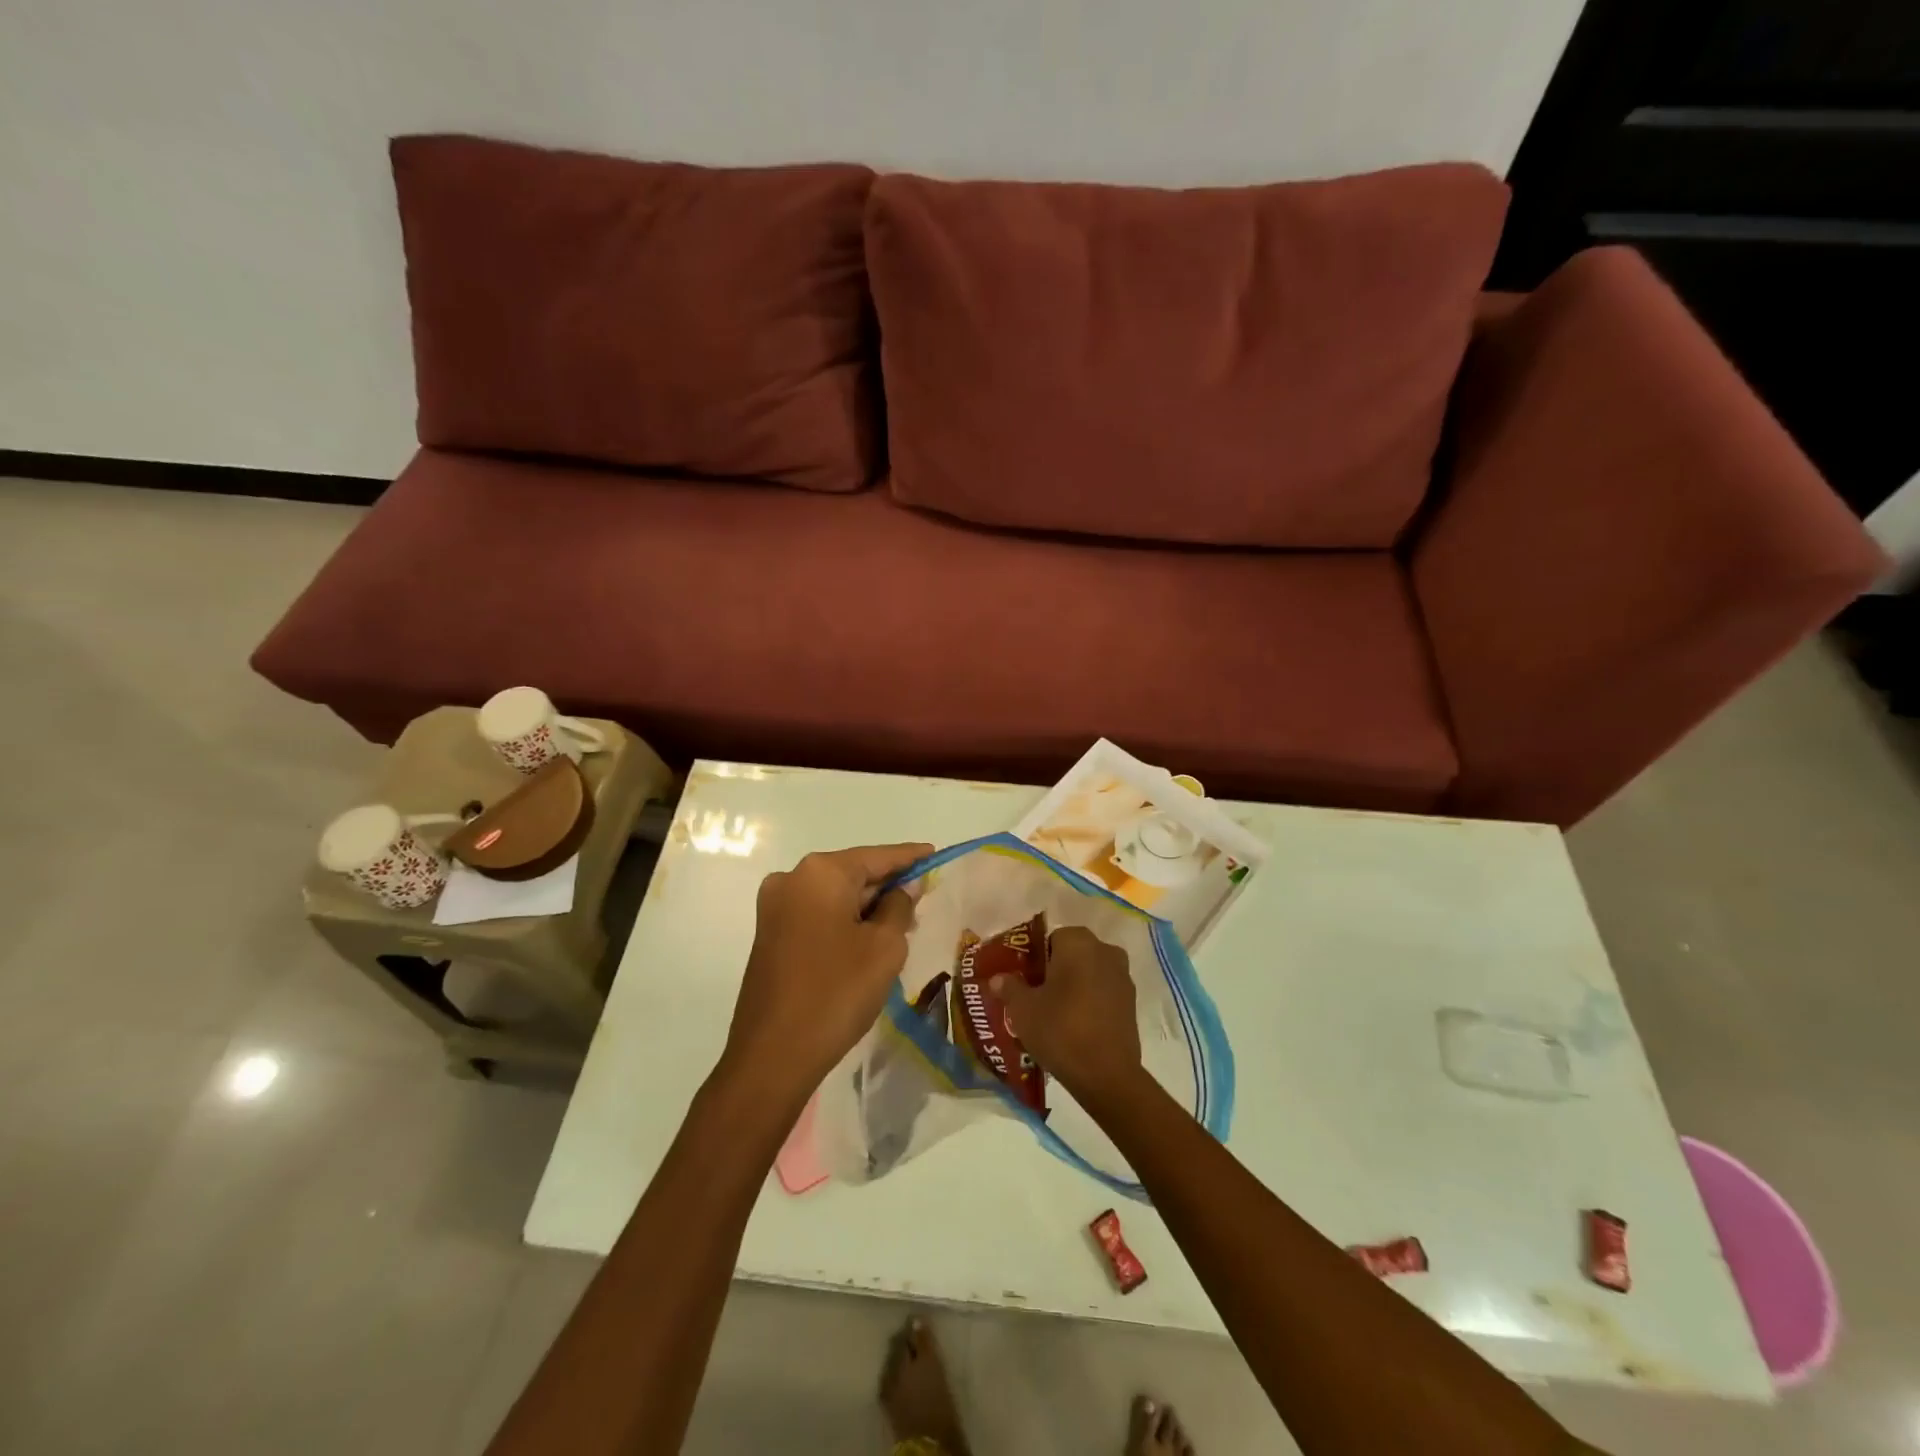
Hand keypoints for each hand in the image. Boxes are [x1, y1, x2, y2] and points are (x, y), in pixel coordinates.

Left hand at [719, 842, 932, 1107]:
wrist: (773, 1055)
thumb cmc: (837, 992)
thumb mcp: (884, 947)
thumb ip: (899, 907)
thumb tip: (901, 889)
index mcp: (820, 873)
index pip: (877, 856)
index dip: (909, 857)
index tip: (934, 854)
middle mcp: (792, 879)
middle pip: (853, 873)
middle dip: (887, 886)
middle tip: (923, 897)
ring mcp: (775, 908)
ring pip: (834, 896)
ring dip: (866, 907)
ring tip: (902, 922)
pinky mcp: (769, 935)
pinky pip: (817, 915)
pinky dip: (844, 921)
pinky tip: (868, 940)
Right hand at [992, 926, 1143, 1101]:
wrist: (1107, 1075)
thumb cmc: (1060, 1030)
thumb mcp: (1023, 1009)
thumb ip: (1009, 987)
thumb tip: (998, 978)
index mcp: (1078, 942)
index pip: (1050, 938)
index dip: (1034, 958)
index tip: (1023, 980)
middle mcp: (1105, 950)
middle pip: (1072, 953)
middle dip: (1054, 970)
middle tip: (1035, 996)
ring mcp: (1123, 976)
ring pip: (1089, 972)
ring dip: (1073, 985)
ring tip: (1053, 1013)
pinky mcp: (1132, 1002)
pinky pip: (1103, 991)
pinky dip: (1090, 1000)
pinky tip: (1075, 1025)